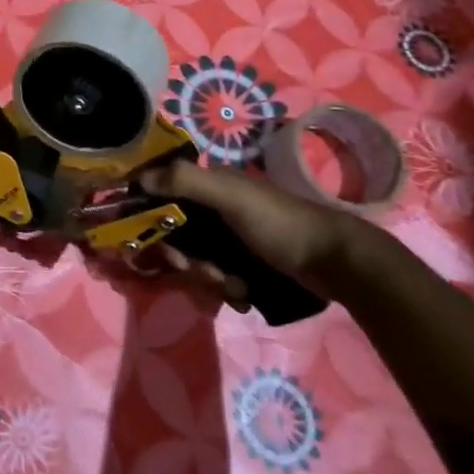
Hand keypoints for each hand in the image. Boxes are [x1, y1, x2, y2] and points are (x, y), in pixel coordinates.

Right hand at [137, 158, 383, 302]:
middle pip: (179, 236)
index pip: (165, 198)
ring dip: (209, 278)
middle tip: (208, 272)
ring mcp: (233, 238)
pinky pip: (219, 277)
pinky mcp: (248, 264)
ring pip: (198, 260)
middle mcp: (217, 208)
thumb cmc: (279, 224)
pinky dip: (227, 289)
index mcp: (211, 185)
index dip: (156, 222)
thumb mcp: (231, 197)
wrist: (335, 262)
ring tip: (235, 287)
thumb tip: (139, 178)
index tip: (162, 246)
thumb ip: (185, 181)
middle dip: (188, 260)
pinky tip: (244, 294)